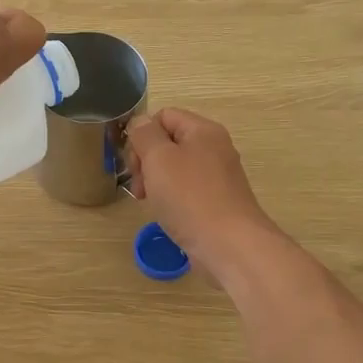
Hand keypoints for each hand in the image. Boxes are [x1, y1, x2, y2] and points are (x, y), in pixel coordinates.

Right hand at [125, 108, 280, 281]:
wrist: (229, 245)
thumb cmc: (190, 197)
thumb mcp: (159, 158)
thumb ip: (145, 135)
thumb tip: (140, 122)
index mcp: (203, 130)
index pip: (164, 116)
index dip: (142, 135)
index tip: (134, 163)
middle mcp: (214, 149)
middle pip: (168, 142)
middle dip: (146, 161)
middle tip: (140, 186)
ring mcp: (217, 177)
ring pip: (175, 169)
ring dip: (156, 182)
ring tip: (149, 202)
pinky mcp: (217, 202)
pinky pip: (186, 190)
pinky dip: (171, 199)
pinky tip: (166, 215)